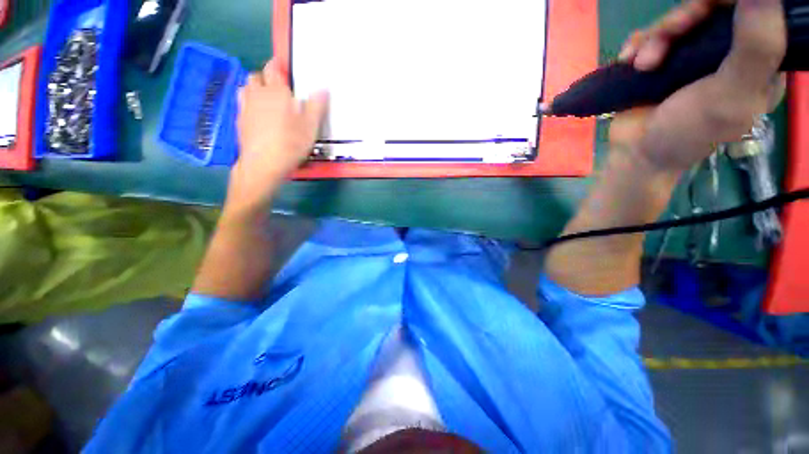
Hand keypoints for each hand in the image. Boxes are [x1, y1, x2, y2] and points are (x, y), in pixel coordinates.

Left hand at [226, 60, 327, 214]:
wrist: (264, 164)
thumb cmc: (290, 144)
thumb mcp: (311, 127)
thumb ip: (316, 106)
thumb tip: (323, 88)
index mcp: (276, 92)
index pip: (274, 68)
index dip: (278, 64)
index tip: (283, 66)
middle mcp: (257, 94)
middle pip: (257, 76)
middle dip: (266, 77)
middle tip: (279, 88)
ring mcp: (245, 107)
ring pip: (246, 88)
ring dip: (255, 89)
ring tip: (267, 100)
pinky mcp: (239, 120)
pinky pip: (242, 104)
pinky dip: (250, 103)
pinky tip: (258, 115)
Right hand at [610, 0, 785, 172]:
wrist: (635, 153)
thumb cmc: (686, 132)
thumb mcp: (731, 95)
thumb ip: (757, 47)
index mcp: (759, 62)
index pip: (753, 12)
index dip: (725, 5)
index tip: (705, 12)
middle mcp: (729, 53)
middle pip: (710, 11)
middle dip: (683, 21)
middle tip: (666, 38)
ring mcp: (694, 56)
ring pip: (678, 21)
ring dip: (654, 38)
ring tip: (641, 65)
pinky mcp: (664, 61)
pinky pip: (651, 35)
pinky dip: (637, 45)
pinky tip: (628, 61)